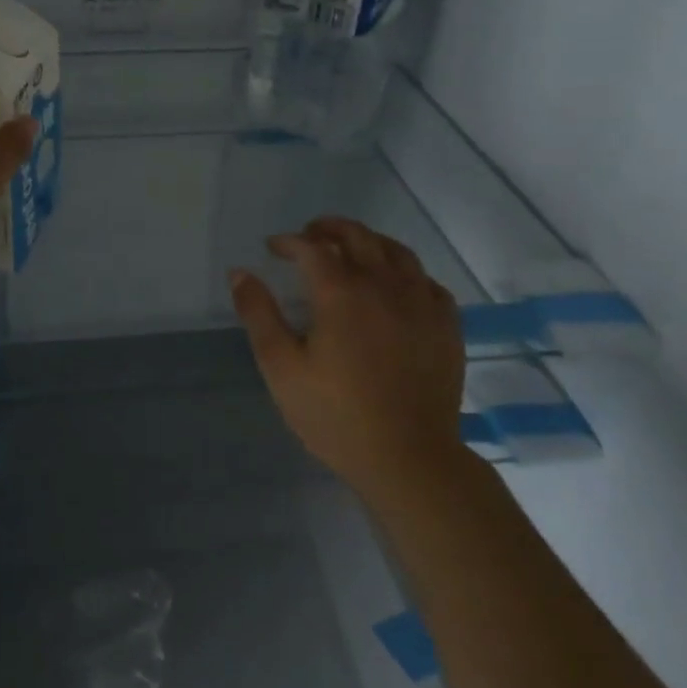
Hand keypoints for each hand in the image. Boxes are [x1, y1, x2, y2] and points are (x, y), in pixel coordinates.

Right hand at [229, 217, 467, 508]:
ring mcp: (421, 302)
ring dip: (368, 241)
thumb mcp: (281, 368)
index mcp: (341, 293)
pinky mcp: (446, 324)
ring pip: (396, 251)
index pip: (312, 247)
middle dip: (328, 228)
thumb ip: (259, 315)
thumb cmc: (336, 416)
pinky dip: (404, 271)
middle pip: (357, 236)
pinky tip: (395, 285)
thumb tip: (240, 273)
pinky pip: (426, 280)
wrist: (409, 459)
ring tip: (351, 249)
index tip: (273, 248)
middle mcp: (384, 285)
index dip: (289, 241)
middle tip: (309, 235)